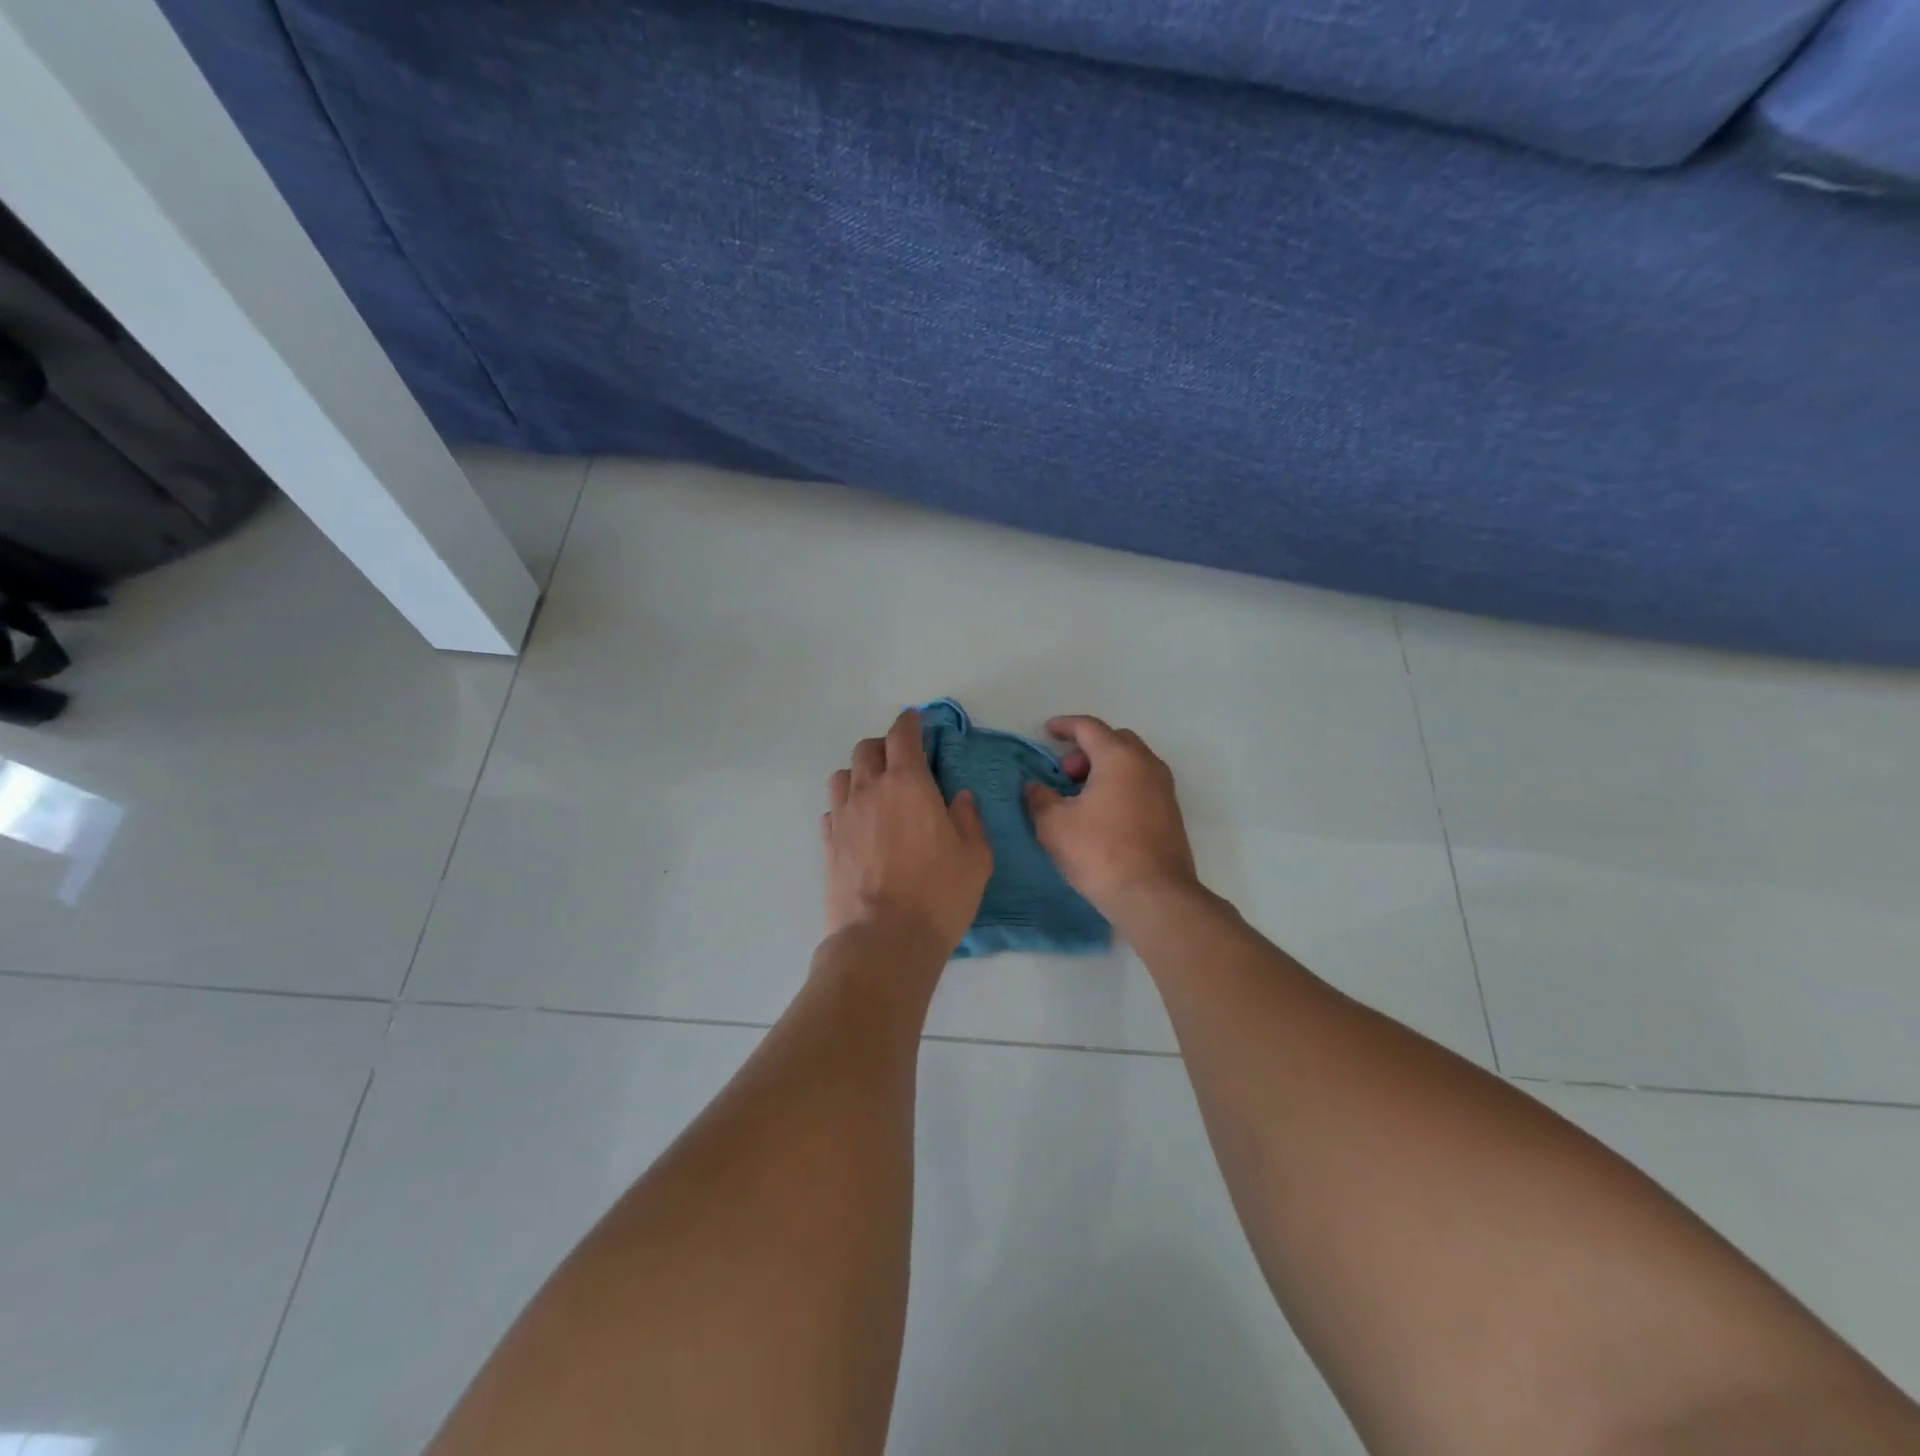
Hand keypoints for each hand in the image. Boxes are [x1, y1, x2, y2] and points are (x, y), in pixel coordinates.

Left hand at [822, 709, 992, 954]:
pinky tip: (859, 824)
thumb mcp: (975, 857)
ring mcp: (844, 816)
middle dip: (885, 746)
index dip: (910, 722)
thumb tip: (959, 798)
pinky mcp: (828, 843)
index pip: (903, 735)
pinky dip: (846, 806)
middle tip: (902, 761)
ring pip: (844, 775)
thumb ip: (968, 819)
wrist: (883, 940)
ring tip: (877, 791)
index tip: (916, 721)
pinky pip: (833, 809)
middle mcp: (870, 790)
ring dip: (861, 773)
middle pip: (867, 748)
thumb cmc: (939, 895)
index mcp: (908, 783)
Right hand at [1025, 715, 1198, 915]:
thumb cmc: (1100, 852)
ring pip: (1131, 763)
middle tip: (1065, 774)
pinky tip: (1103, 815)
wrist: (1154, 896)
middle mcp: (1147, 764)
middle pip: (1115, 740)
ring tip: (1081, 798)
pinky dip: (1120, 786)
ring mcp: (1164, 789)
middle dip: (1086, 750)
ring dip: (1104, 769)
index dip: (1065, 726)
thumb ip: (1039, 798)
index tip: (1048, 731)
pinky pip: (1142, 784)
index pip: (1089, 727)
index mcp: (1119, 757)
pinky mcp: (1171, 814)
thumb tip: (1035, 787)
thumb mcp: (1054, 825)